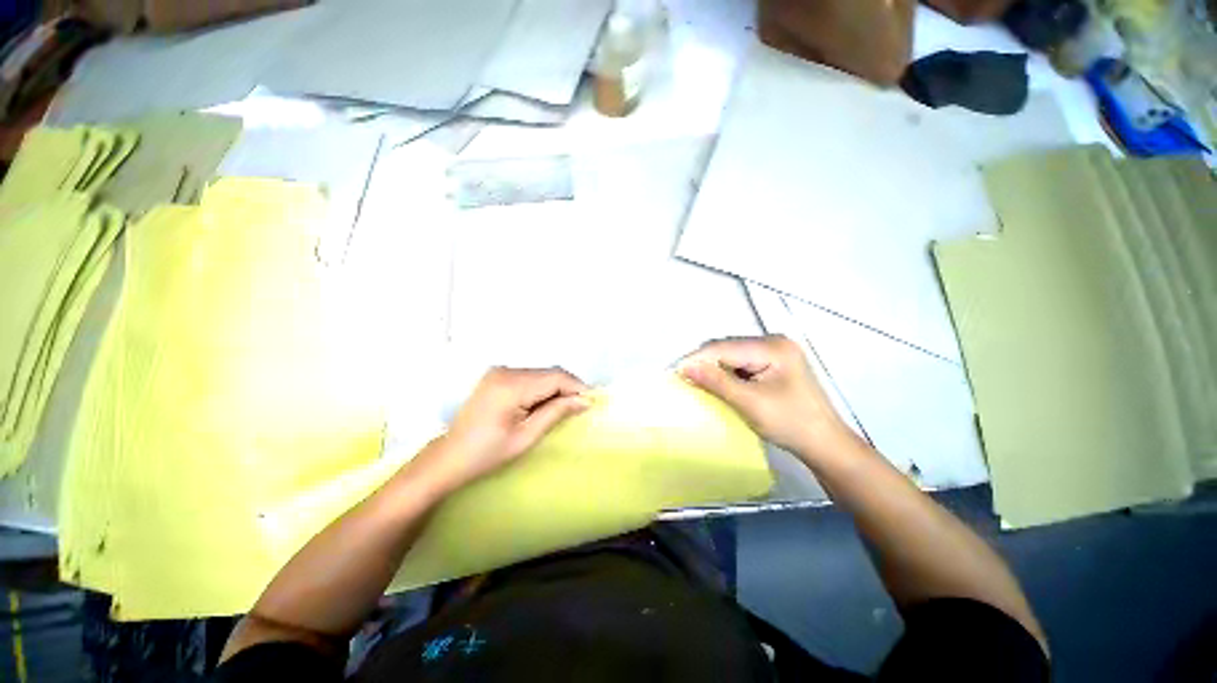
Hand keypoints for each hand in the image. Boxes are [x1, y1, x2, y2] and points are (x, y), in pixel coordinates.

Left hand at [416, 367, 590, 492]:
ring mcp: (499, 371)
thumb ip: (556, 412)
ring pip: (540, 373)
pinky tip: (544, 403)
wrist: (449, 456)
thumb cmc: (487, 453)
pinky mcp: (497, 375)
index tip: (591, 401)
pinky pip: (529, 376)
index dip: (577, 386)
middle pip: (548, 372)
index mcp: (511, 386)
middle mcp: (505, 371)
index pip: (555, 377)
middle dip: (568, 387)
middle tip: (580, 406)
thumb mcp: (526, 437)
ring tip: (564, 407)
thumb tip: (584, 400)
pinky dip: (542, 387)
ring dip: (556, 387)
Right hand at [678, 336, 850, 458]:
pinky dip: (726, 372)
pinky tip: (718, 383)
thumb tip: (685, 367)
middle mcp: (774, 341)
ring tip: (696, 381)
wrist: (826, 445)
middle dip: (704, 362)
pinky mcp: (774, 363)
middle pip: (727, 347)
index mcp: (772, 347)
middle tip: (683, 379)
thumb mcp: (750, 403)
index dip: (697, 358)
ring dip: (714, 367)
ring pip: (732, 354)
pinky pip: (741, 362)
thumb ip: (716, 382)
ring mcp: (775, 351)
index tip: (674, 372)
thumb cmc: (791, 424)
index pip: (724, 347)